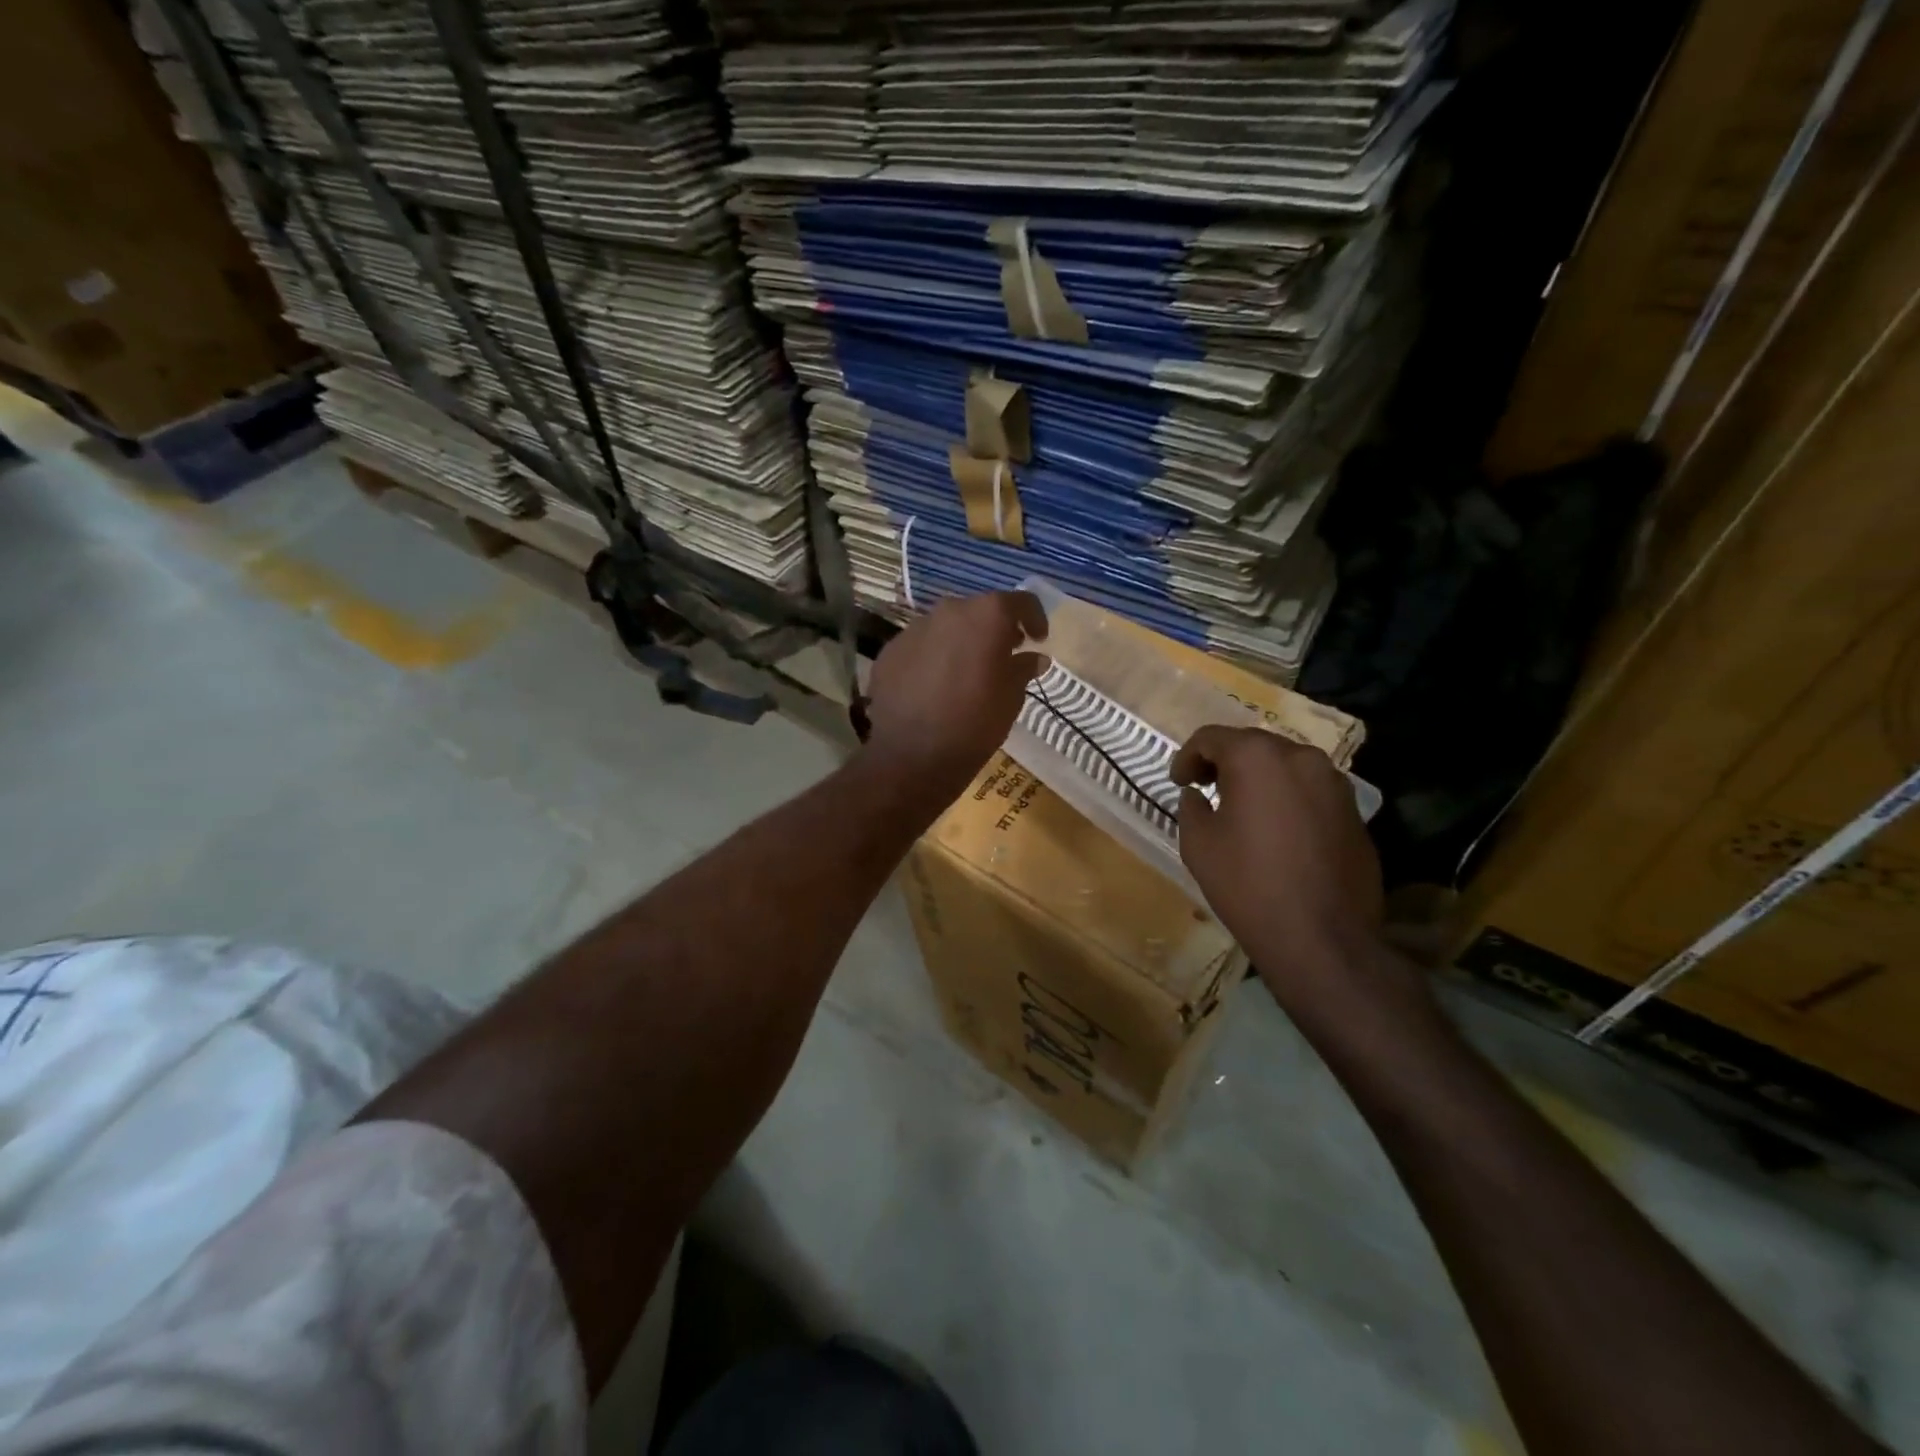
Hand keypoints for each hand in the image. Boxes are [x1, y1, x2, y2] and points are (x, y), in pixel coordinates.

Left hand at [863, 591, 1048, 799]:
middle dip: (994, 629)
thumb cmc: (975, 723)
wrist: (913, 756)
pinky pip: (920, 646)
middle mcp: (949, 611)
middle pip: (979, 610)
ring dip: (961, 642)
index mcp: (986, 616)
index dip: (1034, 618)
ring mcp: (914, 629)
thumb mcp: (1011, 698)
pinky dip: (933, 658)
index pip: (1020, 602)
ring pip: (946, 627)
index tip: (1038, 639)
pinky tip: (935, 686)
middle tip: (1003, 655)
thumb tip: (1033, 658)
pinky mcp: (891, 651)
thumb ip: (1023, 669)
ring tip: (966, 672)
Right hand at [1171, 726, 1386, 1007]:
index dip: (1187, 757)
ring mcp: (1335, 783)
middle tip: (1205, 789)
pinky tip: (1277, 831)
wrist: (1322, 938)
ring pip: (1285, 766)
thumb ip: (1192, 807)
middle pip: (1253, 745)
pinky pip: (1310, 790)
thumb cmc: (1248, 884)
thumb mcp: (1198, 844)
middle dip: (1225, 762)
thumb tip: (1198, 795)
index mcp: (1257, 757)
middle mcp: (1301, 757)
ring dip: (1259, 778)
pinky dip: (1287, 798)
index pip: (1212, 737)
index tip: (1179, 782)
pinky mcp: (1354, 811)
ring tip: (1242, 809)